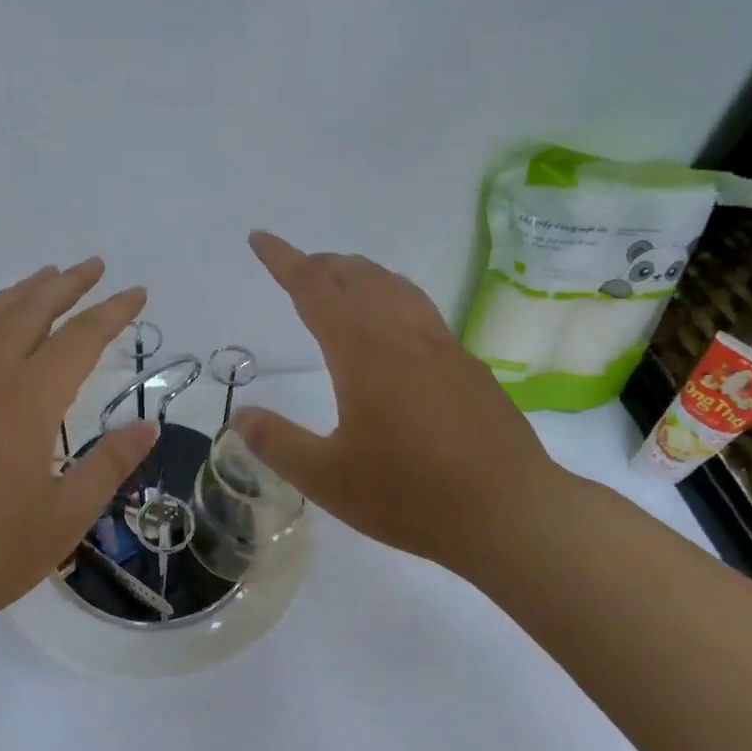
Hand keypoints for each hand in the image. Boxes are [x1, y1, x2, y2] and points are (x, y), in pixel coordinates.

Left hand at [0, 259, 156, 647]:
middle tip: (95, 266)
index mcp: (26, 402)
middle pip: (30, 310)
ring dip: (23, 291)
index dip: (111, 313)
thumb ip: (108, 465)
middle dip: (67, 284)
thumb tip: (146, 427)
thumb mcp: (63, 519)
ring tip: (48, 276)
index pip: (78, 339)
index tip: (137, 293)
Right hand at [234, 231, 566, 571]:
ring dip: (359, 273)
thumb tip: (240, 415)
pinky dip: (391, 295)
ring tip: (340, 281)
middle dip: (320, 264)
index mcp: (361, 350)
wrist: (511, 512)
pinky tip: (393, 326)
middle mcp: (401, 334)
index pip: (313, 287)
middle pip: (356, 276)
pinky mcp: (466, 365)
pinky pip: (419, 308)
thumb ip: (277, 443)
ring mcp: (440, 346)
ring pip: (393, 286)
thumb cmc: (410, 494)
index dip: (283, 259)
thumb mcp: (327, 478)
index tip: (260, 238)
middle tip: (296, 268)